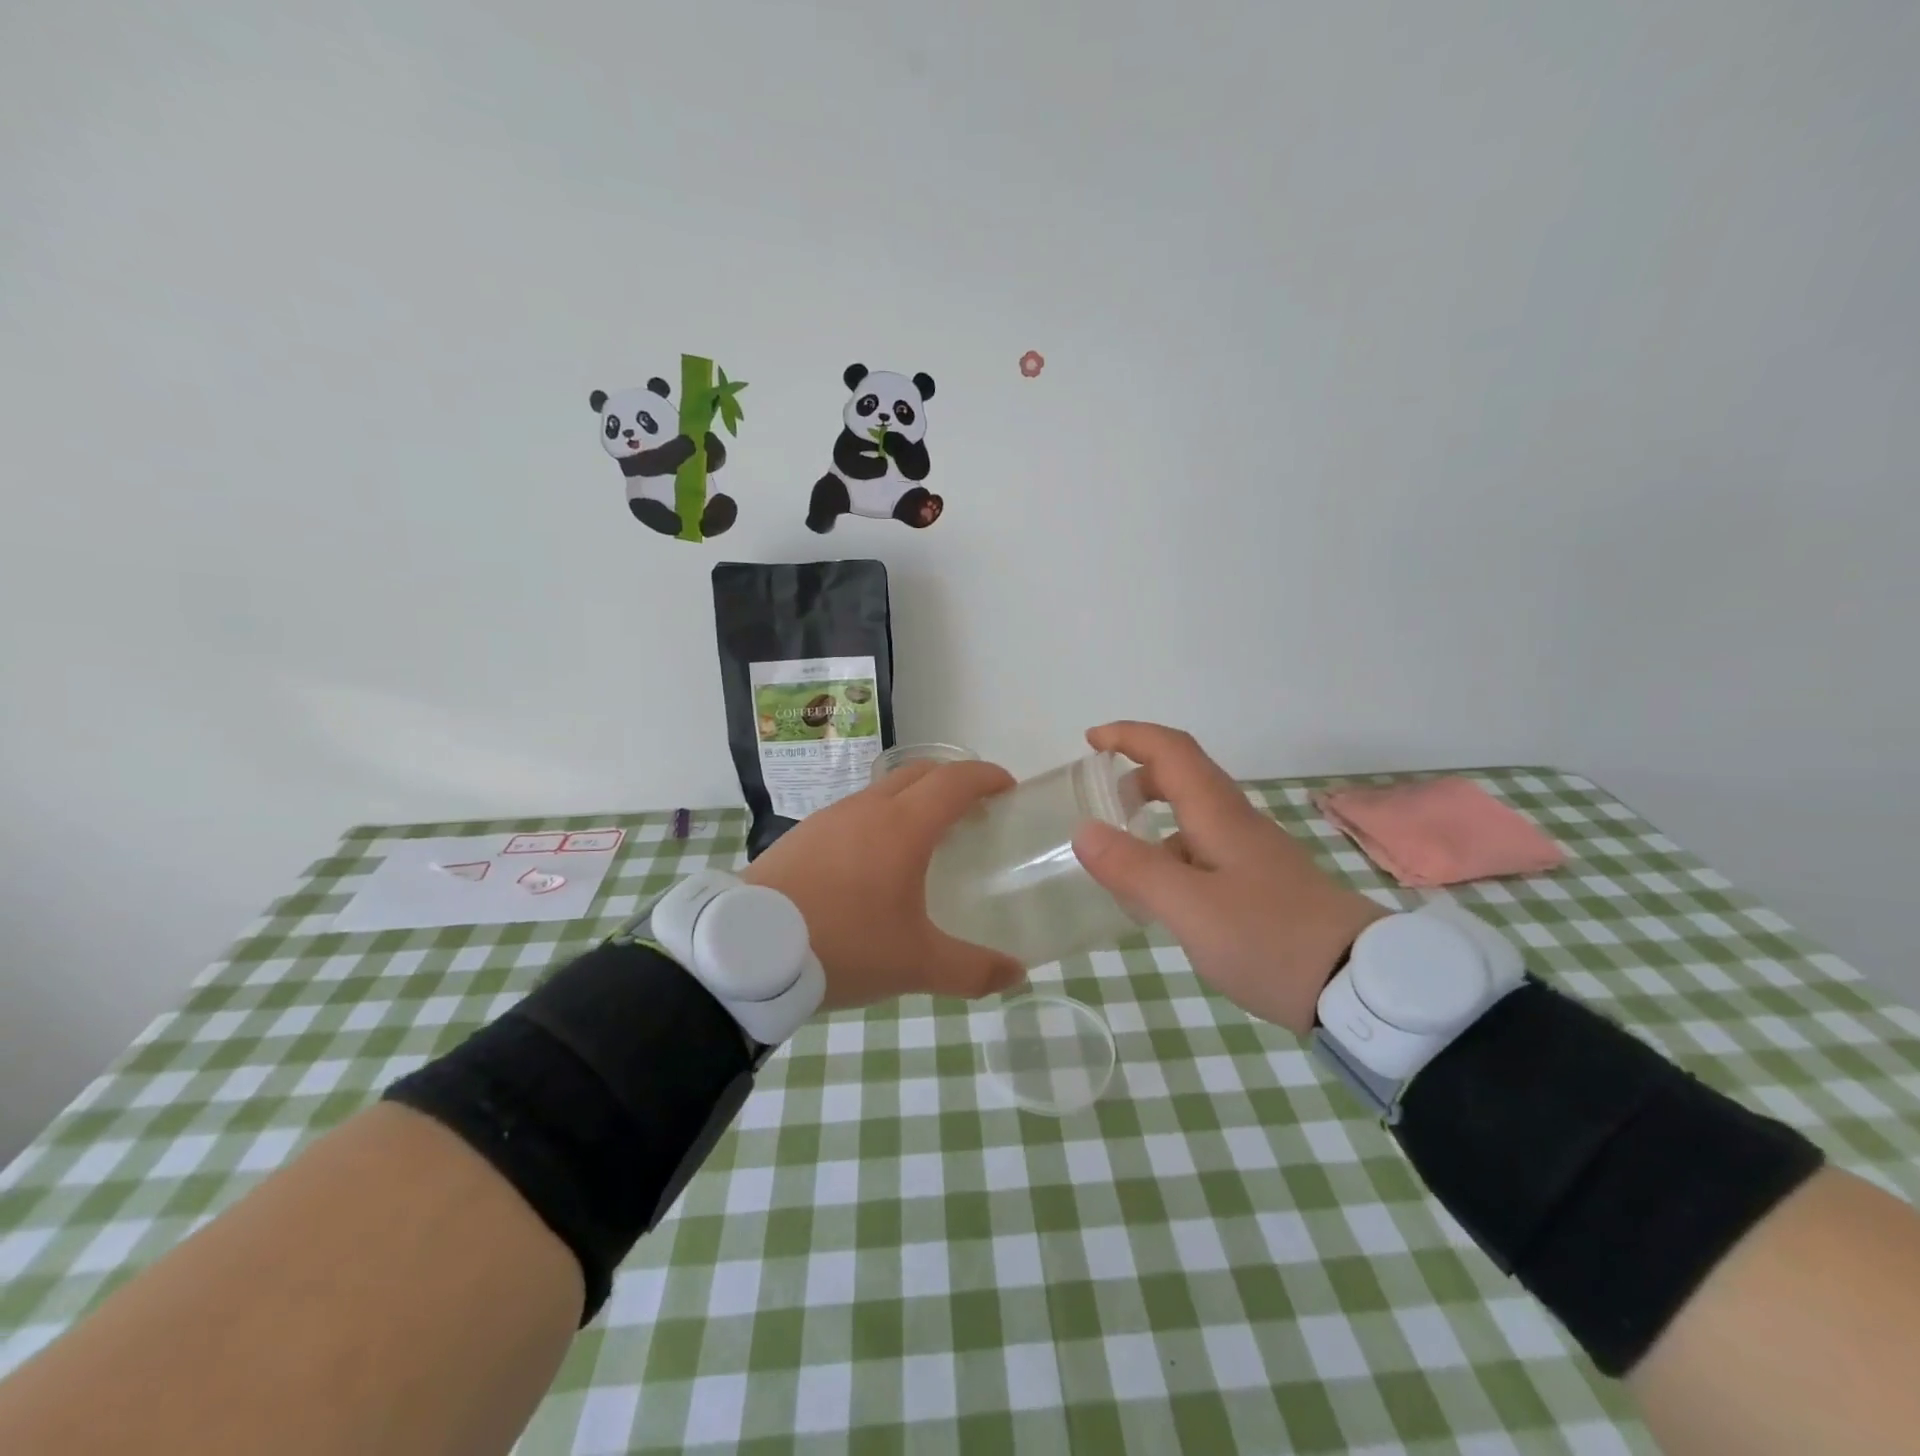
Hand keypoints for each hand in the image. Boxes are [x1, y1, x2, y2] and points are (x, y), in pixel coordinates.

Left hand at [742, 760, 1025, 1010]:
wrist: (747, 949)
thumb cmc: (844, 945)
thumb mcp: (915, 964)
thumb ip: (971, 970)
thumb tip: (1016, 975)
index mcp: (903, 826)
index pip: (955, 780)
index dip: (987, 777)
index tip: (1008, 789)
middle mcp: (868, 808)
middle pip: (920, 773)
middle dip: (953, 782)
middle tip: (974, 813)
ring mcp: (830, 817)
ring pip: (883, 790)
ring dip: (913, 799)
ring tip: (926, 839)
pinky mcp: (803, 834)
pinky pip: (854, 812)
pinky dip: (880, 819)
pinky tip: (873, 863)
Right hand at [1070, 721, 1387, 1035]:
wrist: (1360, 985)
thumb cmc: (1269, 938)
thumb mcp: (1190, 908)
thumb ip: (1134, 869)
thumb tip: (1084, 830)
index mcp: (1219, 815)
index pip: (1171, 750)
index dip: (1130, 735)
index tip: (1091, 740)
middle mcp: (1237, 824)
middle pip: (1184, 776)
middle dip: (1137, 774)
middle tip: (1100, 798)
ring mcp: (1253, 855)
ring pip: (1195, 816)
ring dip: (1154, 815)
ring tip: (1120, 853)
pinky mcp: (1261, 884)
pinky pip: (1205, 850)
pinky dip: (1171, 853)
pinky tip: (1161, 894)